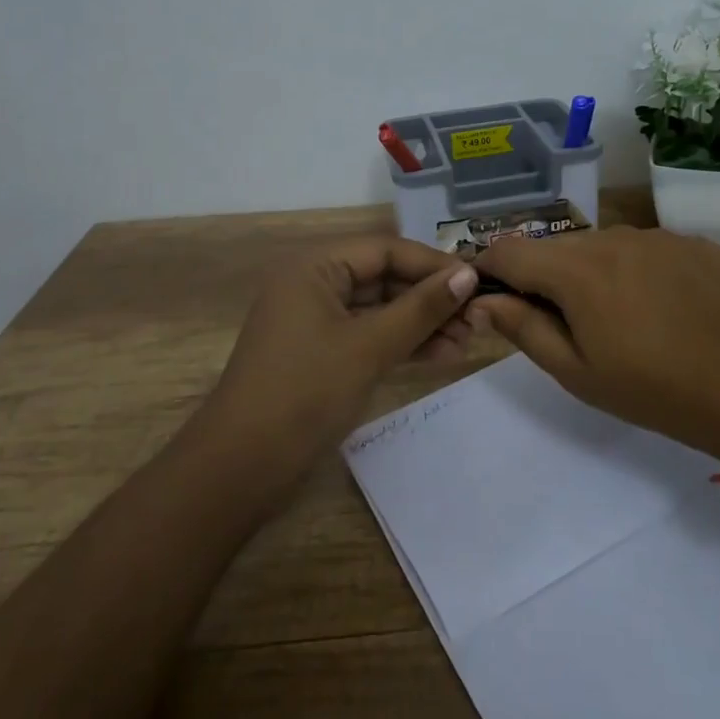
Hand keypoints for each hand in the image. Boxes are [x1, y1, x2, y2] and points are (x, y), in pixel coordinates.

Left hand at [199, 237, 482, 497]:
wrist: (242, 468)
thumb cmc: (305, 393)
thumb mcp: (369, 347)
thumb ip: (420, 309)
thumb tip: (468, 275)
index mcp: (315, 268)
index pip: (385, 250)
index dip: (432, 264)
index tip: (477, 281)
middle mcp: (315, 285)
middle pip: (384, 278)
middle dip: (430, 298)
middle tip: (477, 317)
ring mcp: (317, 321)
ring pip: (380, 310)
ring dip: (422, 323)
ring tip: (467, 341)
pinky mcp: (322, 355)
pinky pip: (370, 336)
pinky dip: (402, 343)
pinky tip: (441, 355)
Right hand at [473, 226, 719, 464]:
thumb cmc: (656, 390)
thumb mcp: (578, 373)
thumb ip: (523, 328)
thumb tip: (483, 300)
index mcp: (576, 269)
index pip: (509, 251)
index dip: (490, 269)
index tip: (492, 295)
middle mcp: (612, 237)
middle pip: (557, 248)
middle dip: (544, 277)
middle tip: (563, 323)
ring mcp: (657, 235)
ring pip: (602, 246)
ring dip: (592, 273)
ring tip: (619, 319)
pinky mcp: (692, 242)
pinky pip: (644, 249)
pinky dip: (635, 271)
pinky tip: (662, 308)